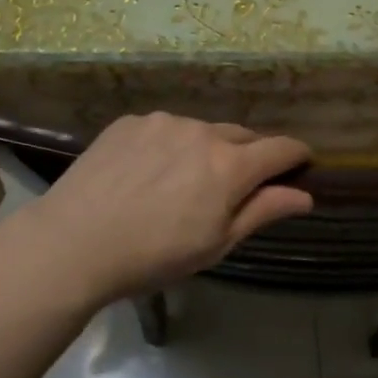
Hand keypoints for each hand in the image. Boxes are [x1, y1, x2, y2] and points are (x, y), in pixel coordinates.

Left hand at [8, 114, 312, 308]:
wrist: (73, 243)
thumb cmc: (154, 255)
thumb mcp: (216, 243)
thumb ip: (263, 211)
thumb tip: (305, 195)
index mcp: (231, 166)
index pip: (280, 148)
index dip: (296, 154)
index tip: (301, 162)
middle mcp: (203, 132)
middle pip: (242, 135)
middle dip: (249, 154)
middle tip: (236, 183)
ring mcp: (164, 122)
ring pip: (201, 131)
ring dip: (205, 149)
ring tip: (182, 180)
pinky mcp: (131, 121)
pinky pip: (164, 129)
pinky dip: (169, 145)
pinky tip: (147, 172)